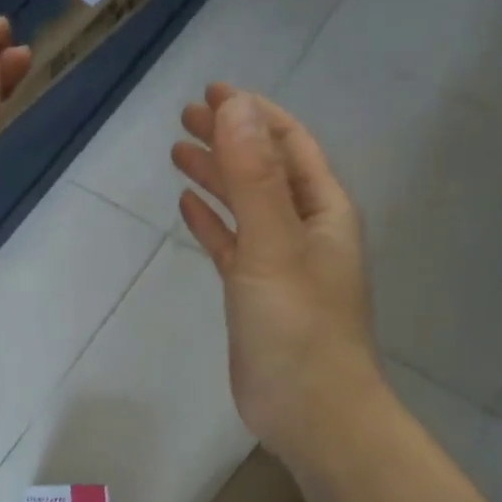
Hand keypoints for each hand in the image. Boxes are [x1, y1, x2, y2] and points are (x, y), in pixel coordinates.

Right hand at [174, 84, 381, 462]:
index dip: (253, 114)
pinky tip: (188, 208)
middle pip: (264, 170)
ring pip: (245, 206)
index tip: (213, 91)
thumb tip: (236, 106)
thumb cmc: (297, 327)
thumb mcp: (273, 243)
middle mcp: (305, 229)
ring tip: (178, 153)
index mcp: (322, 210)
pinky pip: (233, 245)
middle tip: (185, 118)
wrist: (310, 410)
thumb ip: (253, 176)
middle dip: (229, 139)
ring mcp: (279, 264)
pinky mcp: (256, 296)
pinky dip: (213, 223)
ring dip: (216, 178)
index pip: (289, 144)